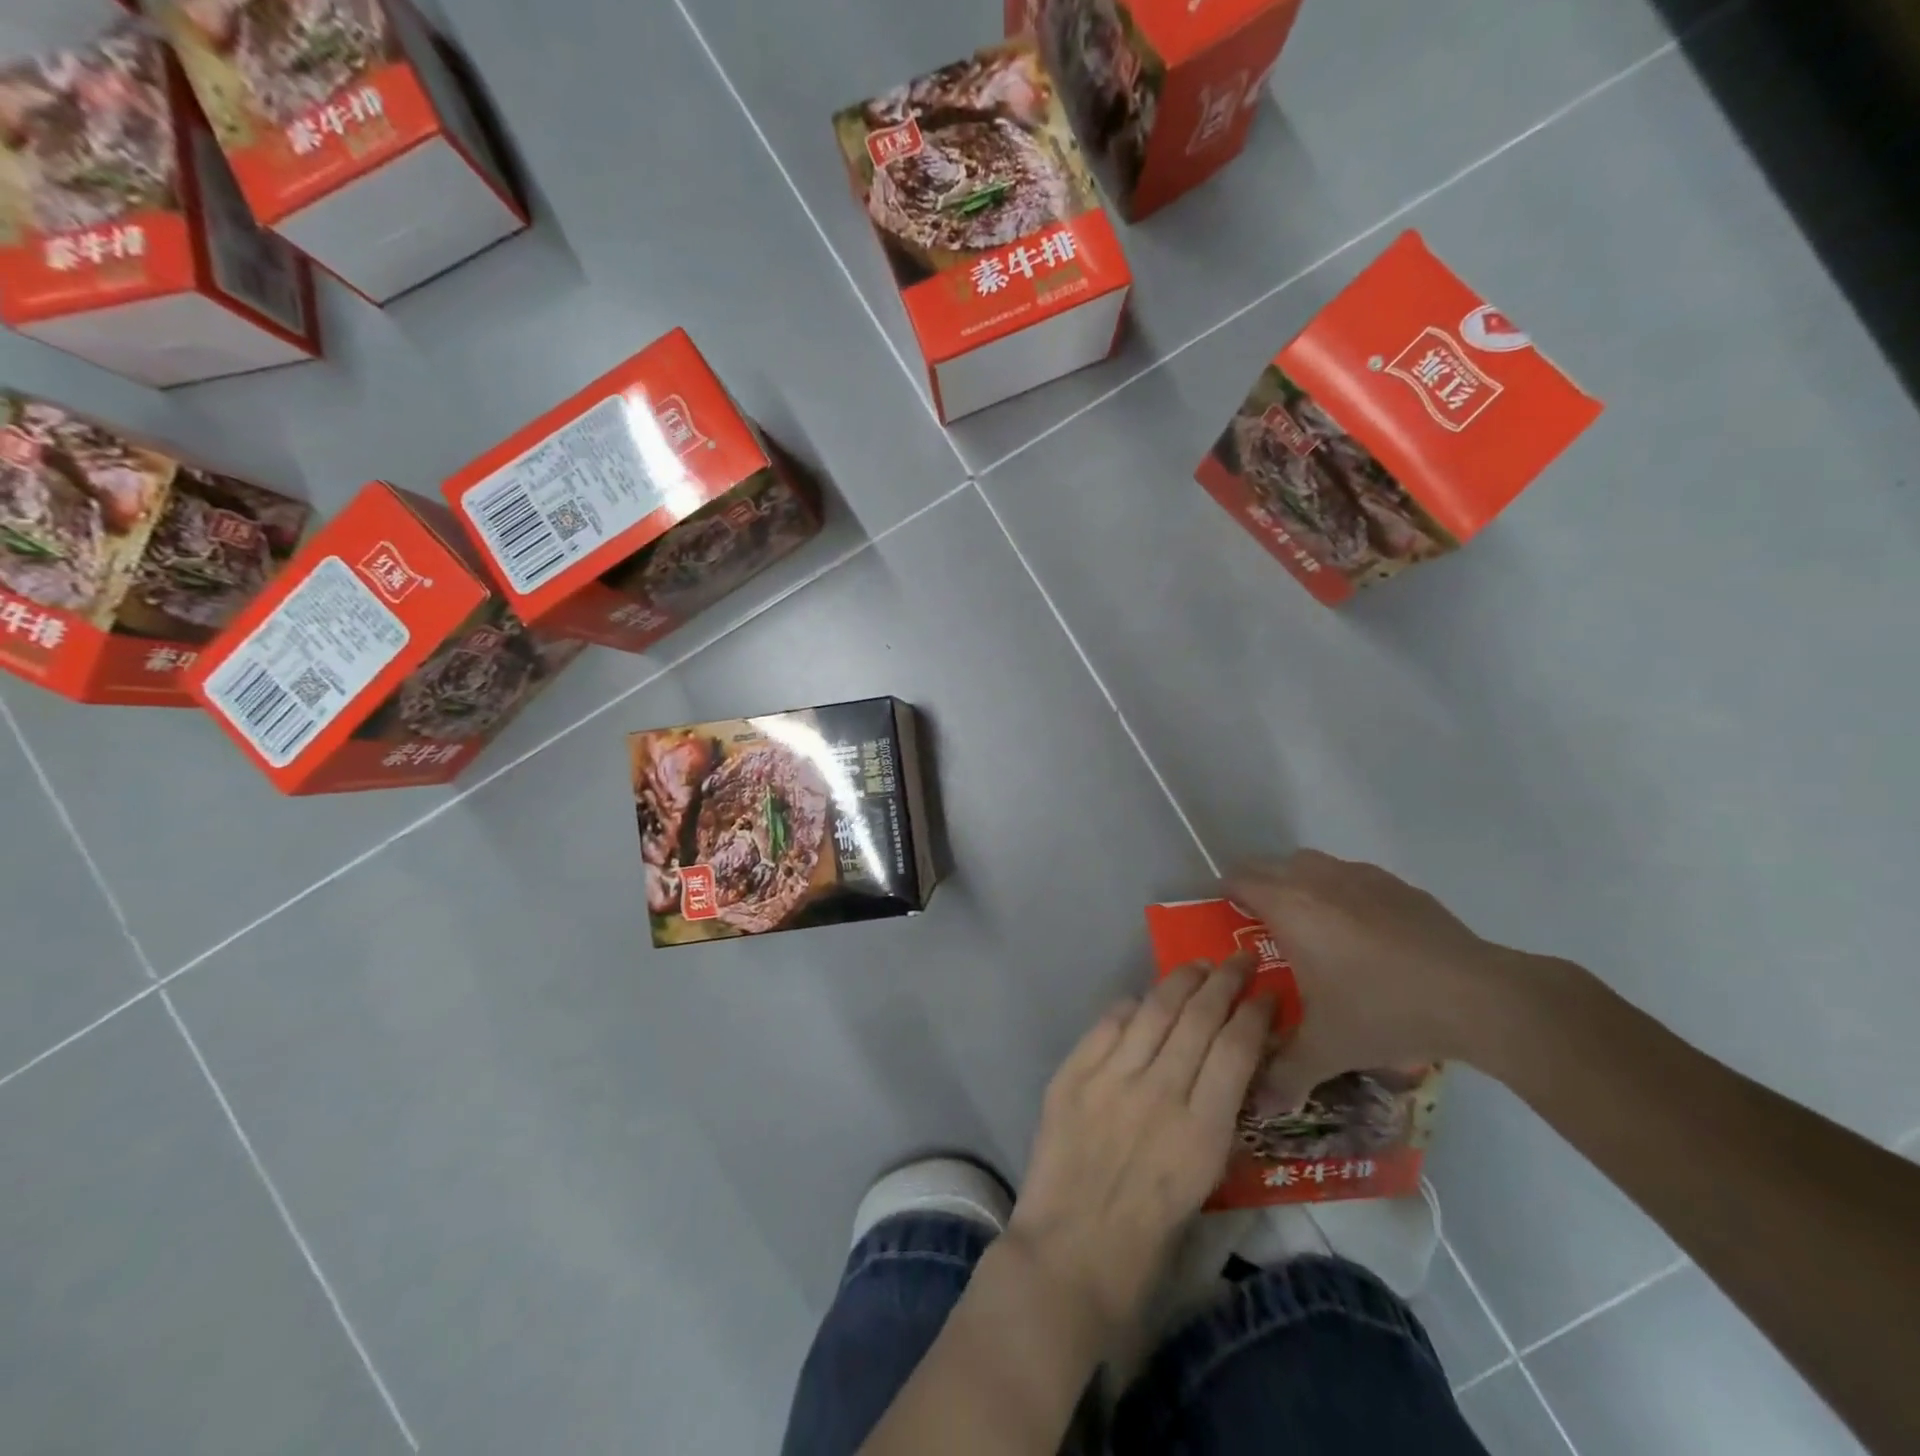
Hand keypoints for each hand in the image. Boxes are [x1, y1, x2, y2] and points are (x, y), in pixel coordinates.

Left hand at [1006, 958, 1271, 1346]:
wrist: (1070, 1255)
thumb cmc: (1148, 1239)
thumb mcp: (1205, 1184)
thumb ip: (1216, 1121)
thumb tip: (1226, 1069)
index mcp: (1202, 1130)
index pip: (1237, 1050)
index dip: (1255, 1014)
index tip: (1267, 994)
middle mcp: (1159, 1091)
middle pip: (1198, 1017)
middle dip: (1223, 982)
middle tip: (1238, 960)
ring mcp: (1110, 1077)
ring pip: (1153, 1010)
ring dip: (1179, 981)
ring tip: (1197, 965)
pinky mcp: (1071, 1074)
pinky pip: (1107, 1025)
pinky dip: (1130, 1007)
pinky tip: (1142, 999)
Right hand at [1226, 851, 1521, 1108]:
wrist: (1477, 997)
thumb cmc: (1384, 1011)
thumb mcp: (1328, 1049)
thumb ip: (1285, 1073)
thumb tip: (1257, 1103)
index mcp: (1289, 908)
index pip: (1239, 880)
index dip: (1225, 894)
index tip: (1223, 918)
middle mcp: (1317, 880)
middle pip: (1270, 865)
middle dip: (1258, 887)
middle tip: (1260, 925)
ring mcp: (1360, 877)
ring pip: (1311, 864)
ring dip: (1298, 882)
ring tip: (1308, 922)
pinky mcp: (1397, 885)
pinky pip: (1351, 875)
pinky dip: (1340, 891)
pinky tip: (1360, 930)